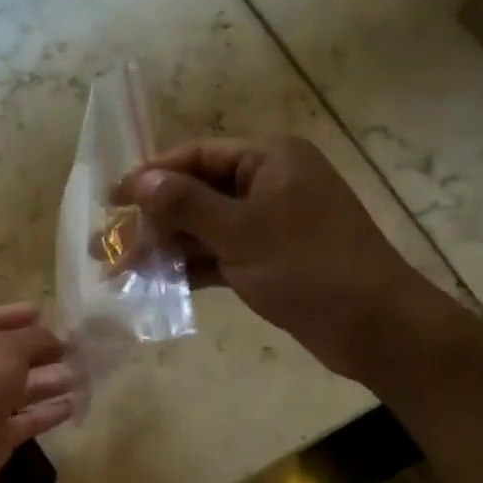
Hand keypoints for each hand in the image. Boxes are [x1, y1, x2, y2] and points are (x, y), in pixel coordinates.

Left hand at [0, 304, 76, 482]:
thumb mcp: (7, 349)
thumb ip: (35, 338)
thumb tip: (56, 338)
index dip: (16, 314)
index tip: (44, 311)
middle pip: (12, 355)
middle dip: (43, 350)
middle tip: (79, 347)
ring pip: (24, 388)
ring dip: (52, 380)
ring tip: (84, 374)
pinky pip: (29, 418)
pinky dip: (50, 412)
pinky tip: (74, 405)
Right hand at [120, 137, 430, 384]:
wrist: (374, 327)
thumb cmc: (308, 268)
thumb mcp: (242, 232)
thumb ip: (187, 204)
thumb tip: (140, 180)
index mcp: (271, 160)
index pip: (199, 155)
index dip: (153, 175)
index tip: (112, 198)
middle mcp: (270, 184)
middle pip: (199, 193)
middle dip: (155, 219)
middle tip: (108, 246)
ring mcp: (271, 224)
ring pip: (207, 228)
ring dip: (168, 247)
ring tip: (122, 270)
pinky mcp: (272, 260)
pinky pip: (222, 255)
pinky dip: (193, 267)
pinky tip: (158, 283)